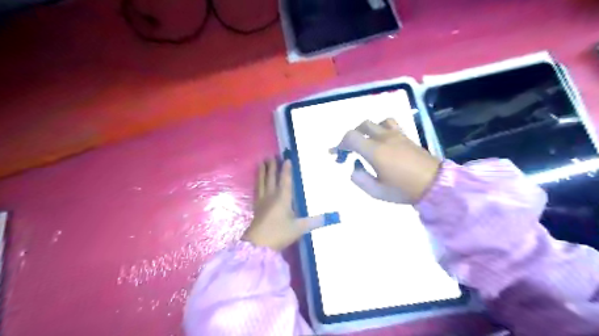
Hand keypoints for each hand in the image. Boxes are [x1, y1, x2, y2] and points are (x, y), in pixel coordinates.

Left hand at [242, 158, 335, 250]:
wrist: (258, 245)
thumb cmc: (280, 233)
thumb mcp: (300, 228)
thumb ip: (315, 221)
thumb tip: (332, 217)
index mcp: (283, 198)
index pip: (285, 180)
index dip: (287, 169)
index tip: (287, 159)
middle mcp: (271, 196)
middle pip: (271, 178)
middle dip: (272, 166)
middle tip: (271, 155)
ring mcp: (262, 201)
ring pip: (262, 182)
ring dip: (262, 171)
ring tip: (261, 162)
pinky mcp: (256, 207)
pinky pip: (257, 190)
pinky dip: (257, 182)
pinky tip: (257, 181)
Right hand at [336, 119, 440, 203]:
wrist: (434, 184)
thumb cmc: (403, 190)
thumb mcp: (376, 191)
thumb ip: (359, 179)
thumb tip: (354, 167)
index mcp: (375, 151)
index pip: (351, 137)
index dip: (340, 144)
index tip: (338, 154)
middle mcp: (384, 138)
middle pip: (361, 126)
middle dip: (351, 136)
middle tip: (349, 150)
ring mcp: (396, 135)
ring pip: (375, 122)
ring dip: (366, 130)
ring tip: (365, 142)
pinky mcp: (405, 136)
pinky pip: (389, 124)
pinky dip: (380, 128)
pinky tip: (382, 140)